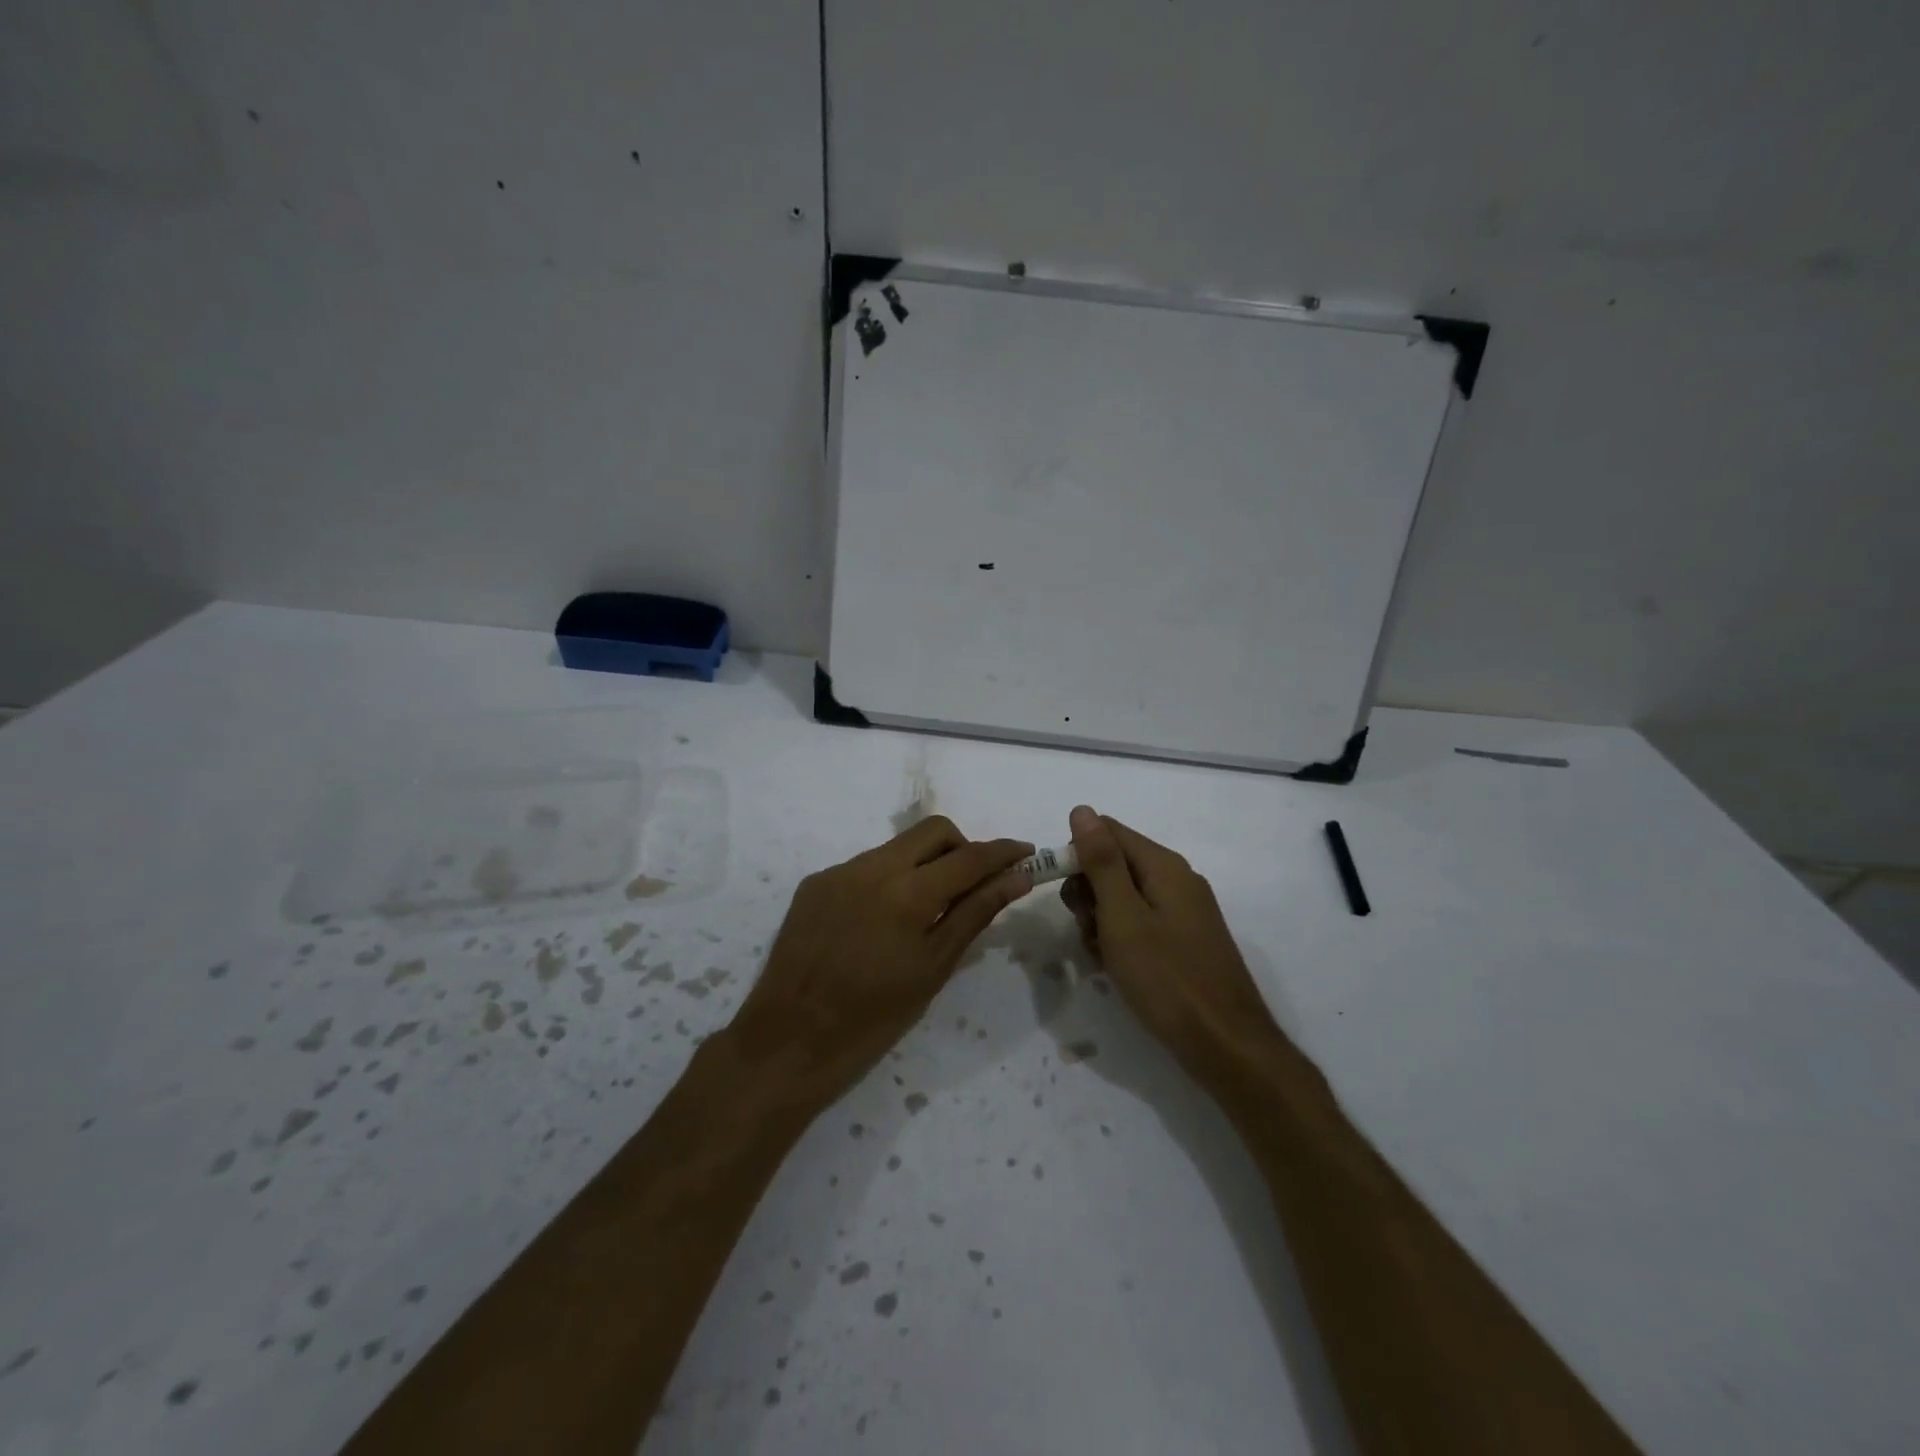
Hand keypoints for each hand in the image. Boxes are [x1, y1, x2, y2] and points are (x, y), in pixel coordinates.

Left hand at [729, 817, 1033, 1103]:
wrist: (788, 1042)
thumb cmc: (872, 1018)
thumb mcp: (933, 968)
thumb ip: (975, 913)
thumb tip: (1016, 878)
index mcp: (907, 892)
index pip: (969, 856)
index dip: (1003, 851)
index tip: (1027, 853)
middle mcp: (871, 867)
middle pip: (933, 830)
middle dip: (963, 847)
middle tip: (975, 885)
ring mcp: (838, 872)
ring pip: (897, 847)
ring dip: (924, 865)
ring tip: (926, 912)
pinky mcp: (815, 883)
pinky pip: (865, 867)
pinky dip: (888, 882)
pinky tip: (881, 923)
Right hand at [1061, 805, 1281, 1074]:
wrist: (1225, 1044)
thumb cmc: (1167, 978)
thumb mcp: (1123, 916)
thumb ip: (1102, 862)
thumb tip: (1083, 809)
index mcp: (1164, 866)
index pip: (1107, 832)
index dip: (1078, 855)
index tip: (1065, 894)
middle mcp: (1177, 880)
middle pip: (1115, 863)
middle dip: (1088, 892)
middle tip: (1087, 930)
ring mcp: (1184, 911)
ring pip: (1124, 896)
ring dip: (1101, 919)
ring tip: (1102, 956)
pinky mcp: (1185, 939)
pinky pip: (1141, 922)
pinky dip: (1121, 938)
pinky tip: (1117, 967)